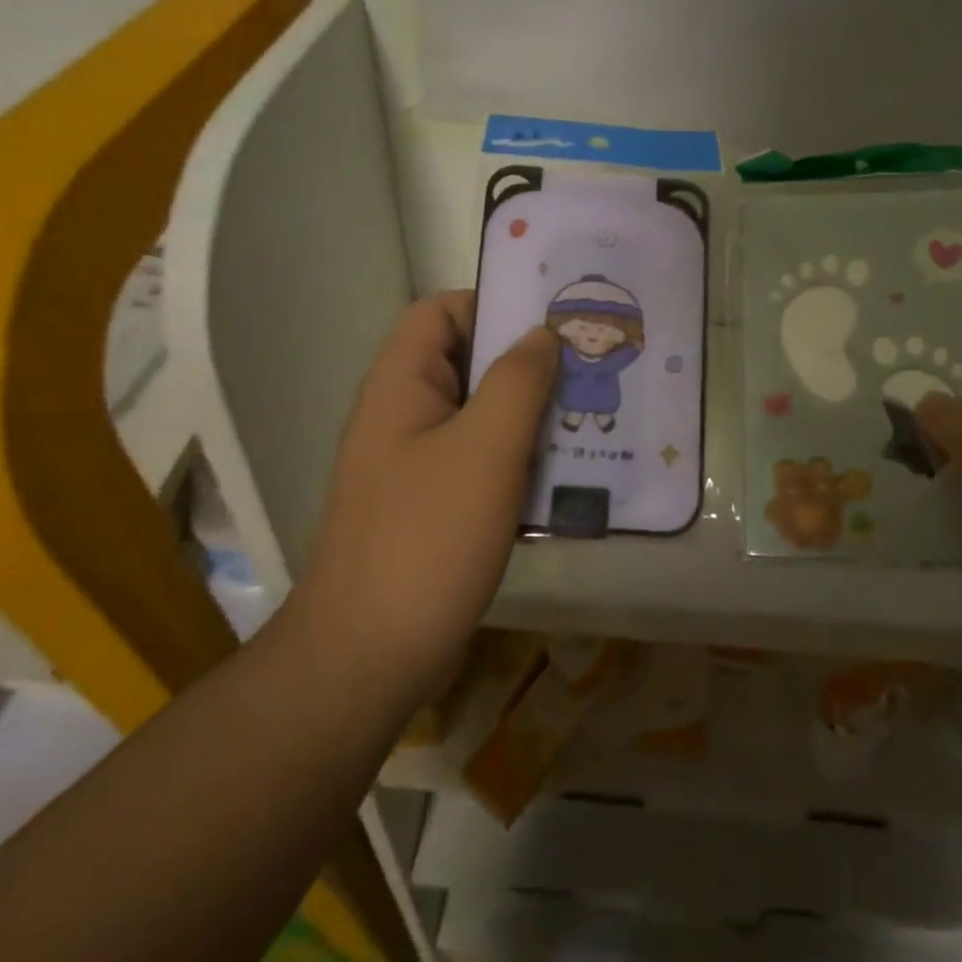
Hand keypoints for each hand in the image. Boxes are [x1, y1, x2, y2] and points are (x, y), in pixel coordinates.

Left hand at [290, 292, 557, 709]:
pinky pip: (485, 462)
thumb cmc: (427, 538)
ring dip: (534, 415)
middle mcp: (405, 414)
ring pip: (484, 416)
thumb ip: (518, 381)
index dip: (493, 304)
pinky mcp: (437, 506)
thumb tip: (542, 334)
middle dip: (530, 363)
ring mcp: (419, 463)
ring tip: (592, 418)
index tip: (553, 324)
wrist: (369, 657)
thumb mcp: (485, 449)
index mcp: (402, 384)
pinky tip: (569, 476)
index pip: (442, 311)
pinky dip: (523, 460)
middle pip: (469, 363)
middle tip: (590, 370)